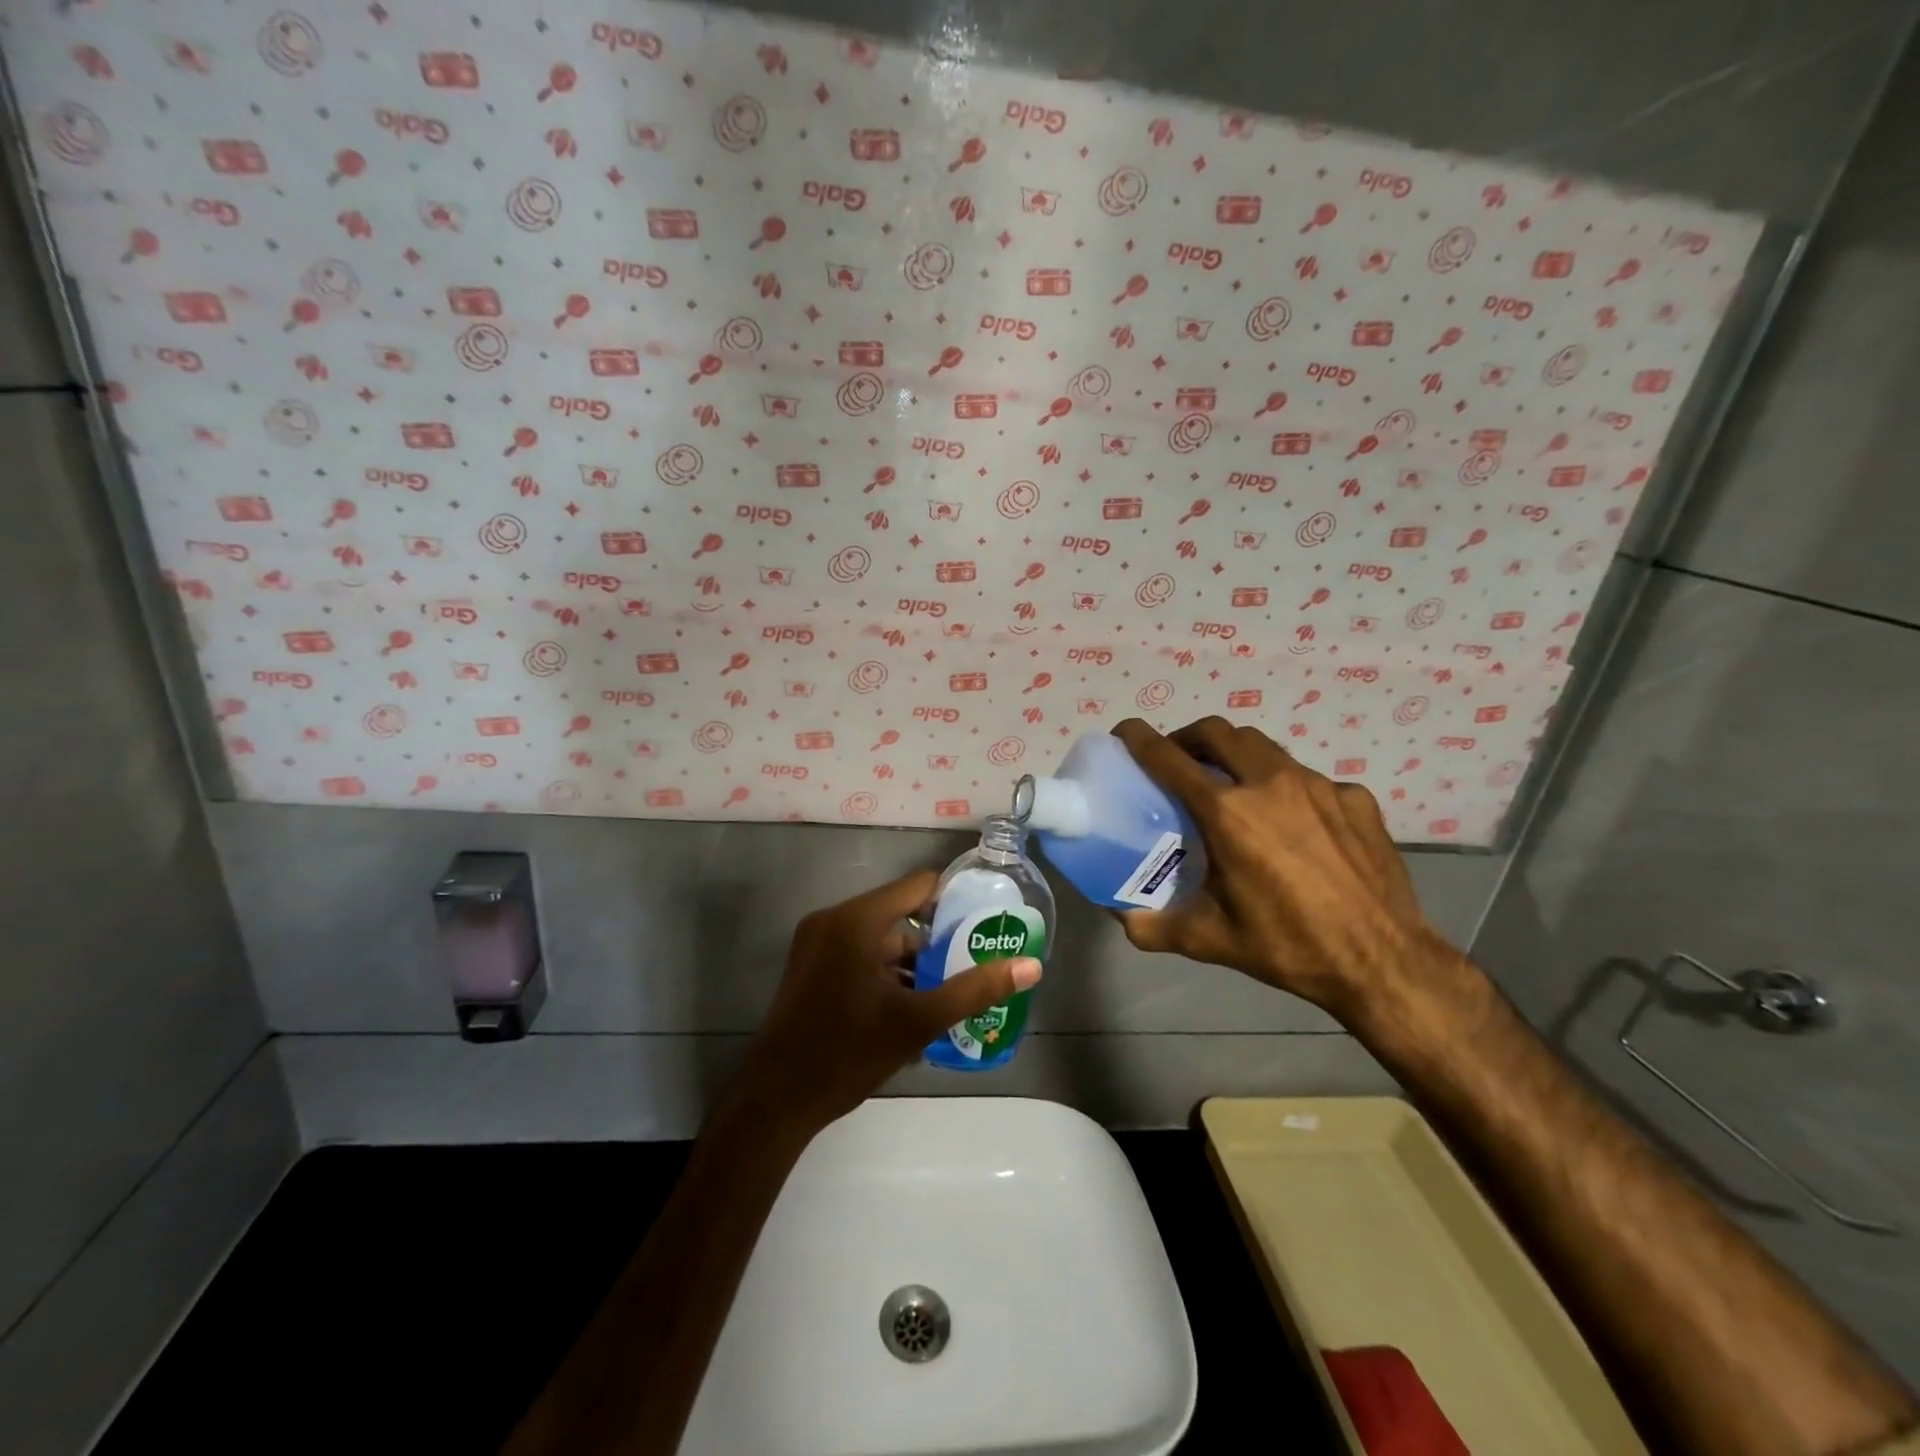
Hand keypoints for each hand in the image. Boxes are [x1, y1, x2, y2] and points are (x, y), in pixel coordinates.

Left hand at [731, 869, 1042, 1137]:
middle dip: (935, 943)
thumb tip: (1031, 966)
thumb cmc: (847, 1053)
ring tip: (945, 995)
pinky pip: (858, 954)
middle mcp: (834, 919)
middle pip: (900, 915)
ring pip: (880, 939)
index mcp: (857, 919)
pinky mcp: (809, 966)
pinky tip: (907, 1009)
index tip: (983, 927)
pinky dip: (884, 973)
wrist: (775, 1101)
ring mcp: (816, 942)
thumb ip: (975, 989)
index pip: (919, 886)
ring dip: (910, 963)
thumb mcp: (918, 1022)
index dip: (955, 902)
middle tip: (969, 969)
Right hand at [1111, 717, 1452, 1020]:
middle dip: (1190, 737)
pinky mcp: (1355, 797)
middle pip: (1219, 732)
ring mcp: (1319, 785)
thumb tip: (1118, 914)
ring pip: (1264, 748)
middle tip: (1180, 761)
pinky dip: (1287, 789)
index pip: (1170, 758)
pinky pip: (1309, 779)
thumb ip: (1151, 925)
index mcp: (1228, 814)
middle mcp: (1270, 784)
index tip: (1126, 732)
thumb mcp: (1208, 941)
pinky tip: (1294, 825)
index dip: (1140, 739)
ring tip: (1233, 787)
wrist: (1383, 962)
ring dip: (1237, 756)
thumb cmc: (1288, 947)